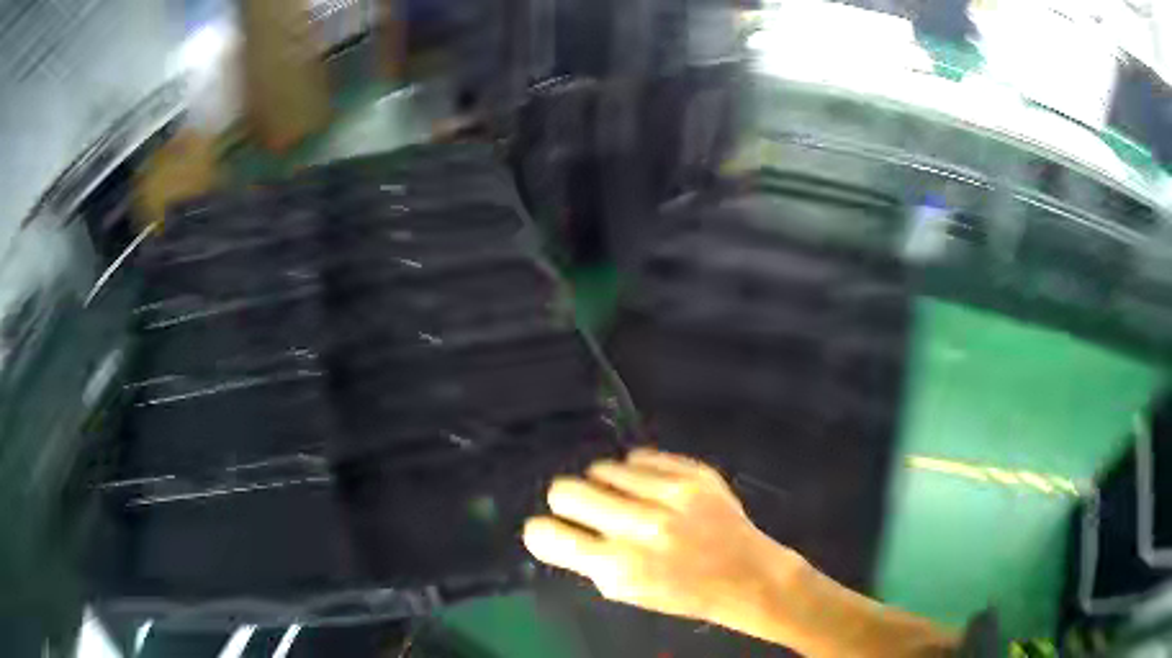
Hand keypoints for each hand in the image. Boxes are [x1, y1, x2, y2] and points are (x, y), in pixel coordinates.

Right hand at [522, 448, 803, 628]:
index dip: (542, 531)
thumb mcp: (627, 592)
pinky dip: (636, 472)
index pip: (547, 534)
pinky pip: (639, 456)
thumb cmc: (682, 593)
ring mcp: (670, 495)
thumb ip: (588, 561)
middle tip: (584, 509)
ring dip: (606, 485)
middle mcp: (640, 527)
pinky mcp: (693, 473)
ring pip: (602, 468)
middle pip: (565, 490)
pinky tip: (651, 488)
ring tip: (626, 500)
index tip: (553, 531)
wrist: (746, 575)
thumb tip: (554, 531)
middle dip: (567, 500)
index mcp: (618, 567)